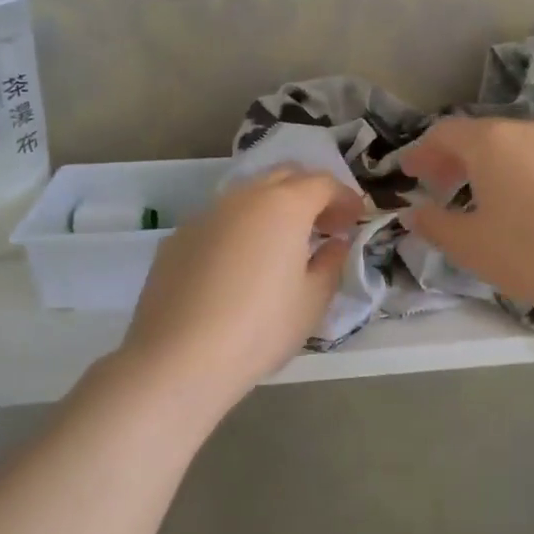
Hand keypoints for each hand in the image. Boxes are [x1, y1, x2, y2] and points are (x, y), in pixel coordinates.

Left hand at [113, 168, 362, 409]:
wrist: (179, 357)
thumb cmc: (260, 328)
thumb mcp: (312, 301)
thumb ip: (330, 263)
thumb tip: (334, 243)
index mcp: (284, 205)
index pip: (322, 183)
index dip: (345, 197)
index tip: (356, 219)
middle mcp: (243, 197)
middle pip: (284, 176)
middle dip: (309, 192)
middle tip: (324, 225)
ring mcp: (206, 214)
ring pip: (248, 195)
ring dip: (273, 208)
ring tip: (283, 244)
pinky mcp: (178, 237)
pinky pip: (219, 221)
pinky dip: (240, 229)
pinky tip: (240, 265)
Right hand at [401, 117, 533, 332]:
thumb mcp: (472, 247)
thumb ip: (435, 225)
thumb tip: (414, 213)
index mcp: (492, 142)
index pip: (445, 133)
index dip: (421, 152)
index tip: (408, 174)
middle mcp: (528, 133)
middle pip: (480, 136)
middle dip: (453, 160)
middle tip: (437, 187)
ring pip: (514, 149)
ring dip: (488, 168)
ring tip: (480, 201)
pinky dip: (521, 178)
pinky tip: (527, 212)